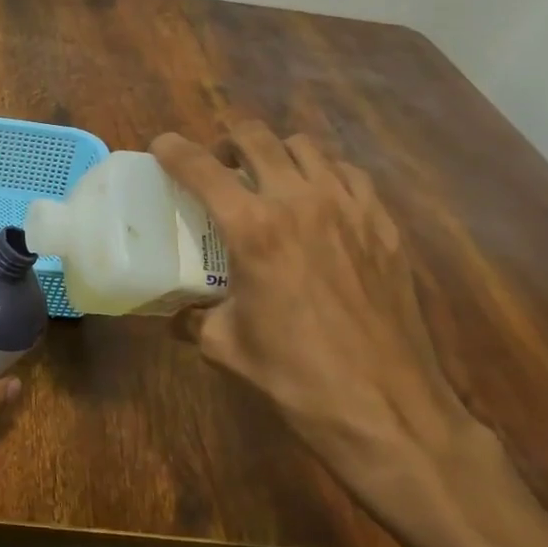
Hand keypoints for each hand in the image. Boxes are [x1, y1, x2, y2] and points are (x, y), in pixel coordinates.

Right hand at [151, 123, 496, 546]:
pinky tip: (319, 202)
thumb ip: (193, 318)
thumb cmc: (295, 377)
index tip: (161, 146)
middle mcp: (300, 203)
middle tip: (219, 165)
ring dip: (277, 153)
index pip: (201, 167)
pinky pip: (350, 174)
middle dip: (228, 140)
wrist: (386, 409)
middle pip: (257, 137)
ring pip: (307, 147)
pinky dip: (325, 174)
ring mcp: (349, 209)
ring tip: (269, 179)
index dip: (173, 149)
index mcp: (253, 230)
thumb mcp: (224, 346)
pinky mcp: (384, 225)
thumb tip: (176, 313)